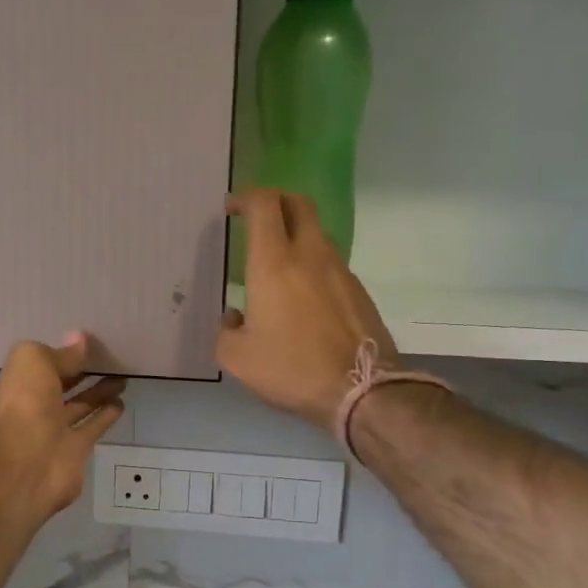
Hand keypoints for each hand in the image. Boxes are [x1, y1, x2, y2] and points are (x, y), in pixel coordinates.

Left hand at [0, 332, 125, 520]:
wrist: (27, 464)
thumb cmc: (23, 404)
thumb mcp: (34, 362)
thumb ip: (59, 353)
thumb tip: (80, 340)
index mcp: (13, 386)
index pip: (37, 367)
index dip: (57, 356)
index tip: (82, 346)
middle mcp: (30, 408)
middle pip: (58, 387)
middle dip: (80, 374)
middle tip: (107, 359)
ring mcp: (52, 432)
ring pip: (78, 407)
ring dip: (98, 393)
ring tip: (121, 377)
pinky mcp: (74, 451)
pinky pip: (92, 428)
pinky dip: (105, 416)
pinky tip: (120, 402)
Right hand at [219, 188, 398, 429]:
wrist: (361, 390)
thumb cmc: (291, 369)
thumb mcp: (237, 359)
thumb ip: (226, 331)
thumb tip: (235, 318)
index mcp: (274, 264)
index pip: (264, 205)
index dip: (246, 197)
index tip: (232, 208)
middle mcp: (310, 255)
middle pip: (298, 203)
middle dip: (275, 200)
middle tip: (258, 217)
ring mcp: (340, 271)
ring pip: (317, 233)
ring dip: (295, 235)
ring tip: (277, 264)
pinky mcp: (358, 291)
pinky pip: (330, 264)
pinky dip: (312, 265)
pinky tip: (302, 297)